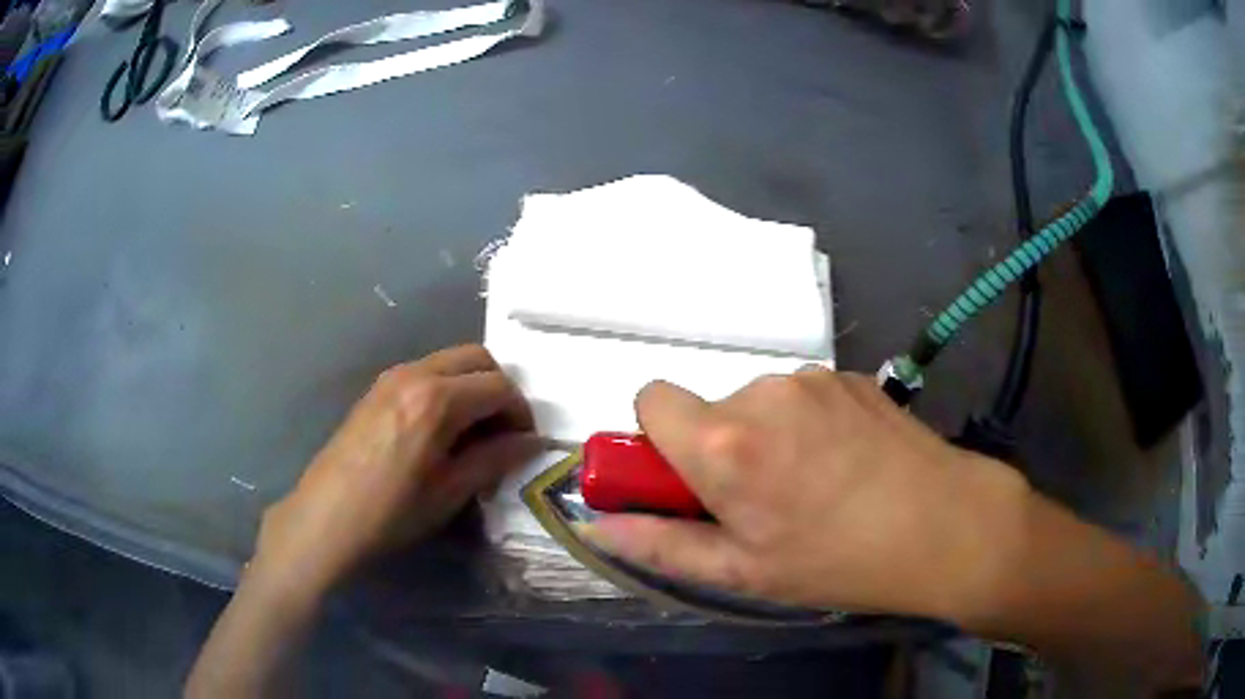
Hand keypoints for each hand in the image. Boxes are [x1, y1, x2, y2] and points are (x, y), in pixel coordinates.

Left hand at [254, 344, 535, 595]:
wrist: (326, 517)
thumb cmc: (392, 512)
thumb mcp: (450, 491)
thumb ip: (495, 458)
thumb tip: (532, 442)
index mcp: (437, 399)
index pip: (499, 386)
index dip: (521, 412)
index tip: (525, 443)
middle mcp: (415, 373)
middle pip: (476, 358)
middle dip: (499, 389)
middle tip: (503, 431)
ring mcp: (391, 376)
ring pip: (449, 362)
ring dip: (472, 387)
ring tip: (473, 434)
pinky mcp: (377, 389)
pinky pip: (425, 373)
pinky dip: (446, 389)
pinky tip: (440, 431)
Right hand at [582, 367, 1027, 622]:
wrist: (944, 525)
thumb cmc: (837, 560)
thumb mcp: (742, 572)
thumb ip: (660, 546)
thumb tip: (596, 528)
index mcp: (724, 442)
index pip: (650, 398)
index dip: (659, 439)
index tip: (691, 479)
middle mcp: (762, 392)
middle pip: (710, 407)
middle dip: (720, 448)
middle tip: (764, 500)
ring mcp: (814, 377)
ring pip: (759, 402)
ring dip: (767, 437)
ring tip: (815, 485)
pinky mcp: (851, 374)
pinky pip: (805, 396)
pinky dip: (809, 424)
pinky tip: (848, 463)